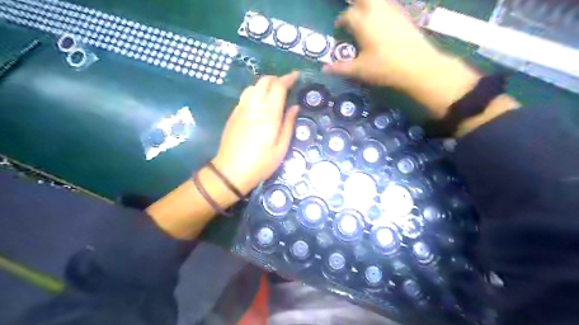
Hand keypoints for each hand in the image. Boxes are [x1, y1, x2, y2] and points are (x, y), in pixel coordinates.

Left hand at [211, 72, 297, 194]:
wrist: (230, 172)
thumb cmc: (261, 163)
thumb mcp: (281, 148)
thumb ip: (288, 124)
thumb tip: (295, 107)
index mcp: (269, 115)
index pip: (278, 86)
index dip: (288, 78)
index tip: (296, 76)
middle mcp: (254, 106)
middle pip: (264, 81)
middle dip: (277, 79)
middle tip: (286, 85)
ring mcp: (241, 109)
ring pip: (253, 86)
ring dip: (265, 84)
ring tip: (273, 93)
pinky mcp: (233, 114)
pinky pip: (245, 95)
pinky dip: (255, 92)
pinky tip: (260, 102)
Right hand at [324, 0, 441, 89]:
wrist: (417, 66)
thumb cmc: (384, 68)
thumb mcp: (359, 70)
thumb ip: (340, 68)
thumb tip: (324, 69)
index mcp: (363, 22)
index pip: (347, 15)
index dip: (341, 20)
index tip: (339, 27)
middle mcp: (376, 11)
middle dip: (354, 4)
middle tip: (352, 13)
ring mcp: (392, 11)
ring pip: (377, 0)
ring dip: (368, 5)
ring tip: (364, 15)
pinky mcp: (404, 15)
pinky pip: (388, 5)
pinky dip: (380, 8)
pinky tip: (381, 20)